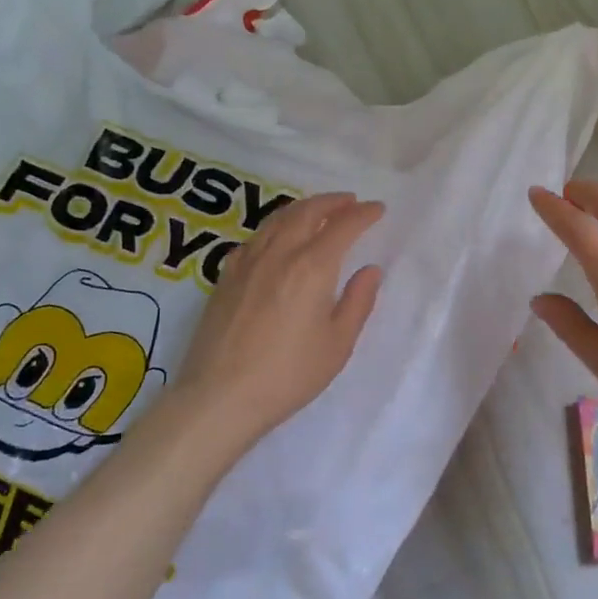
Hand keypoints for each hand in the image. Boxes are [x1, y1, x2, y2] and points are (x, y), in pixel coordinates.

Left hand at [168, 191, 383, 452]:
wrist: (220, 397)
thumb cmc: (288, 375)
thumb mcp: (338, 344)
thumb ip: (358, 301)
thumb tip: (370, 270)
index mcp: (312, 267)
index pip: (342, 226)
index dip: (363, 214)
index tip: (377, 209)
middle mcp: (279, 253)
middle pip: (306, 212)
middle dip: (332, 202)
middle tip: (349, 201)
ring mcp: (247, 262)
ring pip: (277, 219)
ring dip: (302, 208)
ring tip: (317, 210)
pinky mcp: (226, 277)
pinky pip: (254, 237)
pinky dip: (274, 227)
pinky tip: (276, 237)